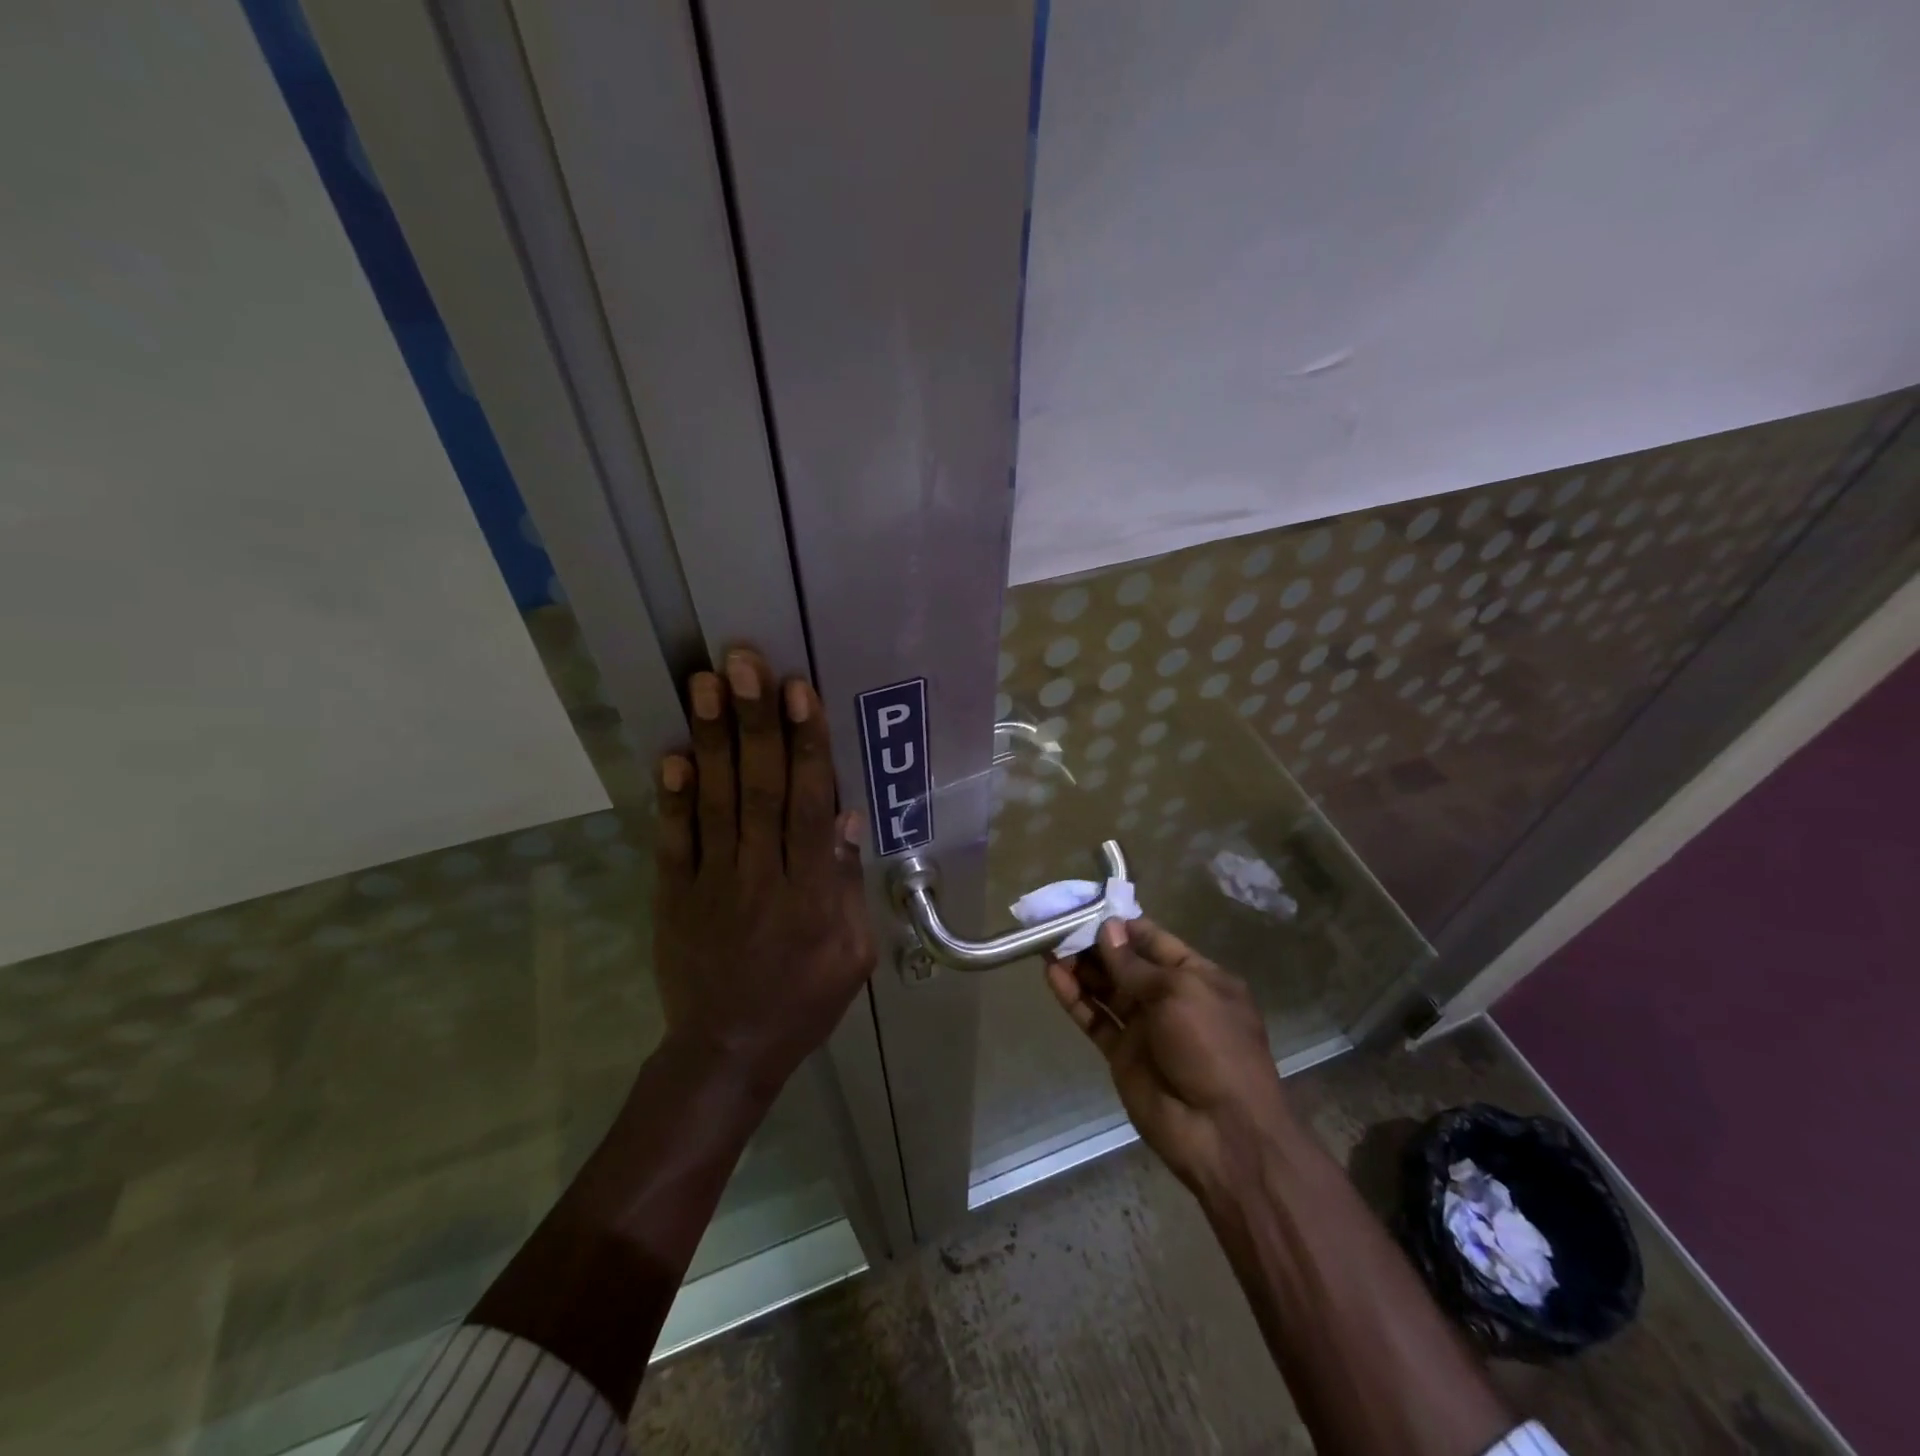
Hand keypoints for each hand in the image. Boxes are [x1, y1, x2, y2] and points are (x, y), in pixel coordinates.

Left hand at [654, 648, 874, 1093]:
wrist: (727, 1052)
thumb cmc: (804, 1000)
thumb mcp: (852, 953)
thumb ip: (846, 885)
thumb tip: (847, 819)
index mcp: (811, 892)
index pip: (811, 804)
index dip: (806, 744)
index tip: (799, 691)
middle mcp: (761, 876)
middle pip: (761, 789)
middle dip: (755, 721)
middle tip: (746, 662)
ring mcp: (712, 884)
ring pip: (716, 802)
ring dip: (712, 740)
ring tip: (706, 683)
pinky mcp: (674, 896)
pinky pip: (673, 842)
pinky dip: (671, 798)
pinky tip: (671, 754)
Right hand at [1045, 919, 1293, 1196]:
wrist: (1221, 1133)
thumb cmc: (1212, 1048)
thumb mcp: (1179, 993)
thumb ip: (1136, 964)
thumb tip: (1107, 929)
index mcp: (1196, 976)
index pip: (1153, 939)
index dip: (1121, 923)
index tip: (1086, 905)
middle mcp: (1169, 997)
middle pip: (1124, 962)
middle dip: (1093, 942)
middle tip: (1056, 922)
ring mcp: (1145, 1026)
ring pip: (1105, 988)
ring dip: (1079, 966)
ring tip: (1046, 943)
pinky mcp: (1122, 1053)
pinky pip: (1095, 1018)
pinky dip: (1074, 998)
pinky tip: (1052, 975)